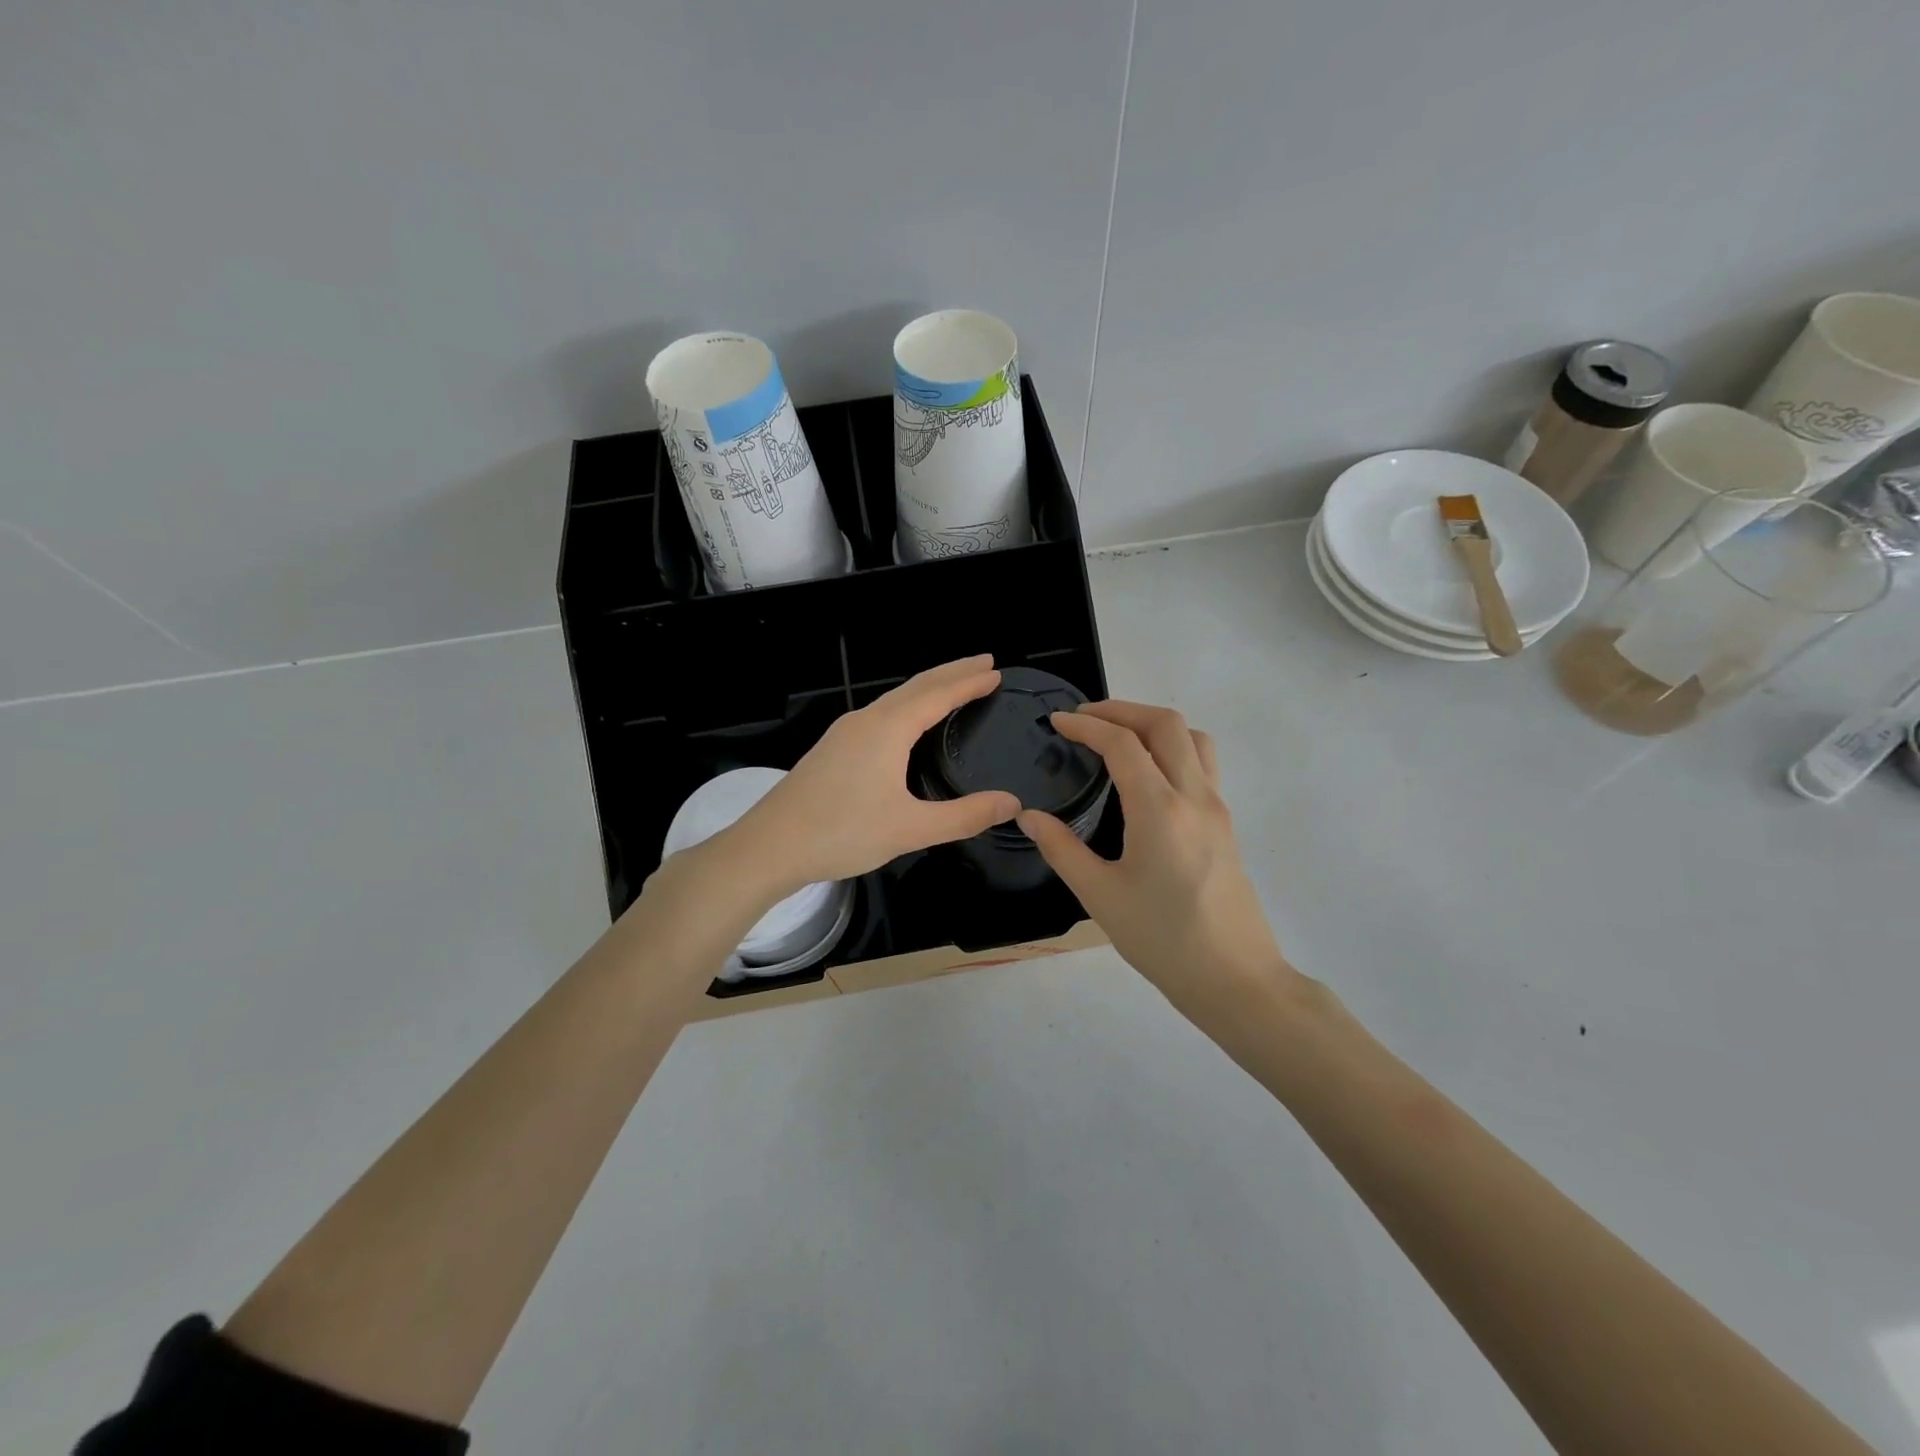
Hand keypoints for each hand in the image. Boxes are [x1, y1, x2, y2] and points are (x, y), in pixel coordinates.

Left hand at [723, 655, 1020, 893]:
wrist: (769, 847)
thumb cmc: (842, 833)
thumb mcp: (910, 829)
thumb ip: (964, 816)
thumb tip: (1012, 803)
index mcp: (887, 729)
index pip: (938, 694)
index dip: (969, 682)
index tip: (996, 670)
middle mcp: (866, 720)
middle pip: (916, 685)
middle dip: (952, 672)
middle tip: (984, 663)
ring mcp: (845, 732)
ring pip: (895, 698)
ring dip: (928, 687)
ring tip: (954, 686)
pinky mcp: (833, 748)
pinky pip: (881, 713)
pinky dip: (907, 705)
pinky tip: (908, 723)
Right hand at [1016, 701, 1299, 1026]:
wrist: (1235, 979)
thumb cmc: (1163, 940)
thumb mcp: (1100, 896)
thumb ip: (1061, 849)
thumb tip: (1028, 816)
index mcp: (1159, 810)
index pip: (1122, 743)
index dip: (1087, 725)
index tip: (1057, 722)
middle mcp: (1194, 796)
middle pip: (1165, 724)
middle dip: (1122, 710)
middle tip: (1085, 718)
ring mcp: (1217, 807)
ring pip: (1193, 737)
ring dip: (1153, 724)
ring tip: (1119, 737)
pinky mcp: (1226, 823)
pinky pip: (1203, 763)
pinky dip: (1173, 747)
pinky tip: (1148, 775)